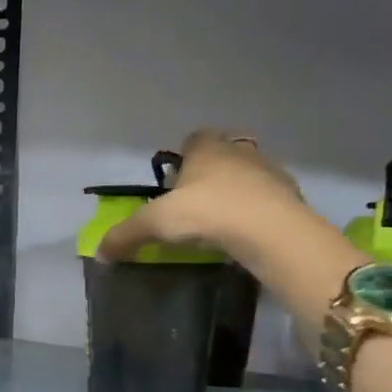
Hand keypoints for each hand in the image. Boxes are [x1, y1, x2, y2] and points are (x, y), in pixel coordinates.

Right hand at [97, 128, 304, 262]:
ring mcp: (270, 172)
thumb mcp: (155, 223)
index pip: (195, 138)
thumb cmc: (208, 212)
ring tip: (221, 221)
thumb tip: (99, 253)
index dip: (184, 156)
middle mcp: (240, 152)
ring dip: (236, 192)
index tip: (175, 182)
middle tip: (195, 203)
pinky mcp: (291, 197)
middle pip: (223, 155)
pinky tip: (245, 234)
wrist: (272, 231)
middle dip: (210, 173)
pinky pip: (268, 200)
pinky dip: (257, 212)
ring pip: (248, 176)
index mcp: (207, 148)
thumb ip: (125, 235)